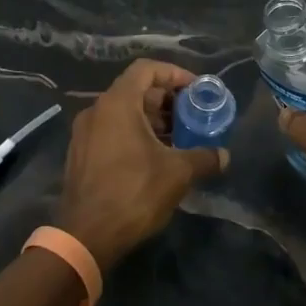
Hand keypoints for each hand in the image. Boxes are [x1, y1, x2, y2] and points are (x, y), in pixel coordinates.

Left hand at [56, 60, 228, 269]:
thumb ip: (204, 158)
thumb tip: (224, 156)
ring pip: (123, 113)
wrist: (86, 236)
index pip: (146, 69)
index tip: (196, 89)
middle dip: (166, 100)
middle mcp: (96, 111)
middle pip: (135, 90)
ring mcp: (84, 134)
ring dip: (152, 120)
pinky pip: (112, 131)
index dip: (174, 73)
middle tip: (192, 116)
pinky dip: (135, 134)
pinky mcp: (81, 155)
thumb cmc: (133, 193)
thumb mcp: (177, 173)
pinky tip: (156, 158)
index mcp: (117, 104)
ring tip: (179, 139)